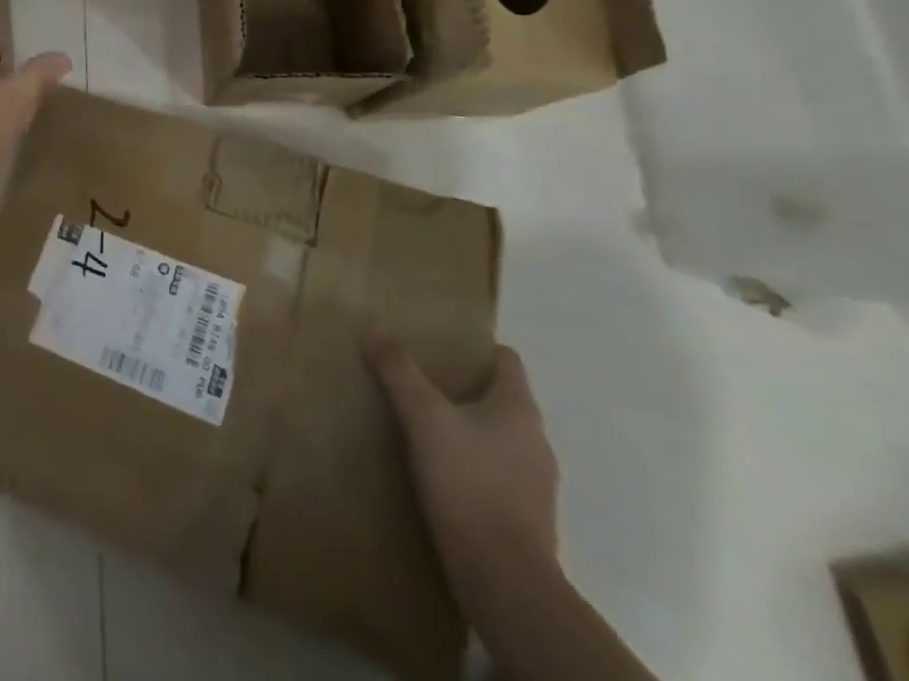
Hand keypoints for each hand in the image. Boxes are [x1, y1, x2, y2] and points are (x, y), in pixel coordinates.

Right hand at [366, 336, 558, 583]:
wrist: (504, 582)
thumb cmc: (468, 483)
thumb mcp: (423, 417)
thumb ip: (398, 370)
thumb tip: (372, 326)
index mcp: (519, 408)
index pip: (506, 360)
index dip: (475, 349)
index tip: (440, 347)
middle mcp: (536, 440)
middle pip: (500, 398)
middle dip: (464, 388)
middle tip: (421, 382)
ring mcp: (535, 483)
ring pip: (498, 438)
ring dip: (467, 429)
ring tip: (425, 427)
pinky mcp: (525, 519)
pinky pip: (496, 474)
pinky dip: (472, 465)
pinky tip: (440, 473)